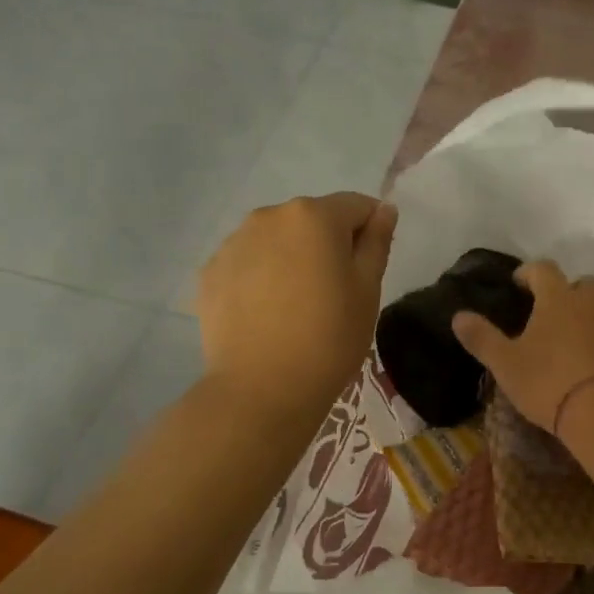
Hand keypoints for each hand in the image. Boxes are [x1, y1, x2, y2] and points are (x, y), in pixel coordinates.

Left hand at [198, 193, 397, 418]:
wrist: (262, 388)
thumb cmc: (330, 337)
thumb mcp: (368, 289)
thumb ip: (377, 242)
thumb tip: (384, 210)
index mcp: (313, 216)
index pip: (356, 206)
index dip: (371, 230)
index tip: (370, 267)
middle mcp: (269, 216)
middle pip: (312, 220)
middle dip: (328, 243)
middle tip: (336, 291)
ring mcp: (233, 243)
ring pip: (277, 240)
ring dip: (293, 258)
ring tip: (297, 305)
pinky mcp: (210, 272)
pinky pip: (248, 263)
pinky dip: (262, 277)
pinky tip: (268, 313)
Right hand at [451, 261, 593, 434]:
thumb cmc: (548, 382)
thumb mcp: (506, 364)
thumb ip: (482, 338)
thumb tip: (458, 316)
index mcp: (558, 300)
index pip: (544, 269)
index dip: (529, 272)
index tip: (519, 283)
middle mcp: (590, 306)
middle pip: (583, 284)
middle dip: (567, 291)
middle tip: (550, 311)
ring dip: (586, 319)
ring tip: (568, 345)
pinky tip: (590, 368)